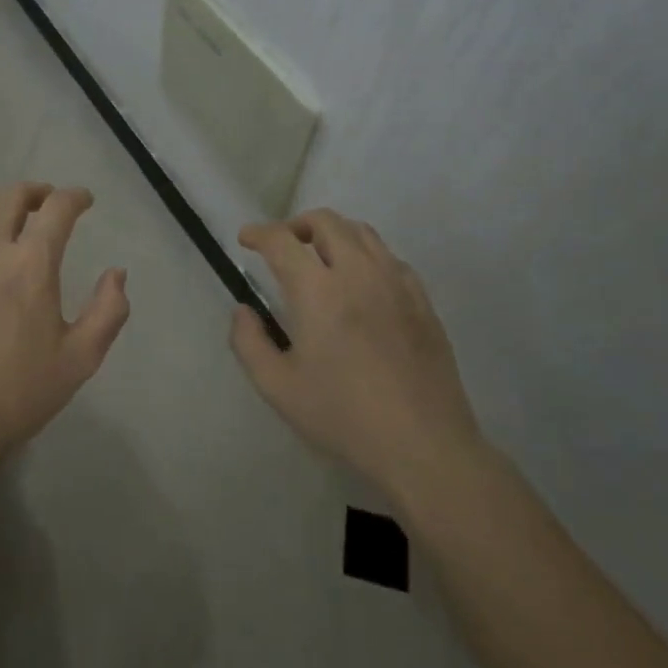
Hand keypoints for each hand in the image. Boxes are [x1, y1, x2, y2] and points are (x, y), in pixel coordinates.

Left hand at [0, 183, 129, 484]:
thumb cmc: (16, 395)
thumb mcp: (80, 359)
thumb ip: (108, 310)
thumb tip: (117, 273)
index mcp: (30, 263)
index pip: (58, 208)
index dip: (75, 197)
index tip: (84, 200)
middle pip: (13, 196)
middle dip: (38, 192)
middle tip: (49, 203)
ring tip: (9, 213)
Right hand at [229, 208, 484, 498]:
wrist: (423, 446)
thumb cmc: (343, 416)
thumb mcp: (278, 387)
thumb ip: (249, 342)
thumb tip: (243, 311)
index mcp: (318, 290)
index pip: (282, 241)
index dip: (259, 233)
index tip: (246, 240)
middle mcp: (358, 273)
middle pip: (326, 222)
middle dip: (296, 225)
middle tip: (283, 247)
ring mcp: (396, 283)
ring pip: (362, 232)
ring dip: (333, 234)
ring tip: (320, 257)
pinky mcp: (422, 301)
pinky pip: (390, 258)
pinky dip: (366, 255)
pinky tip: (362, 283)